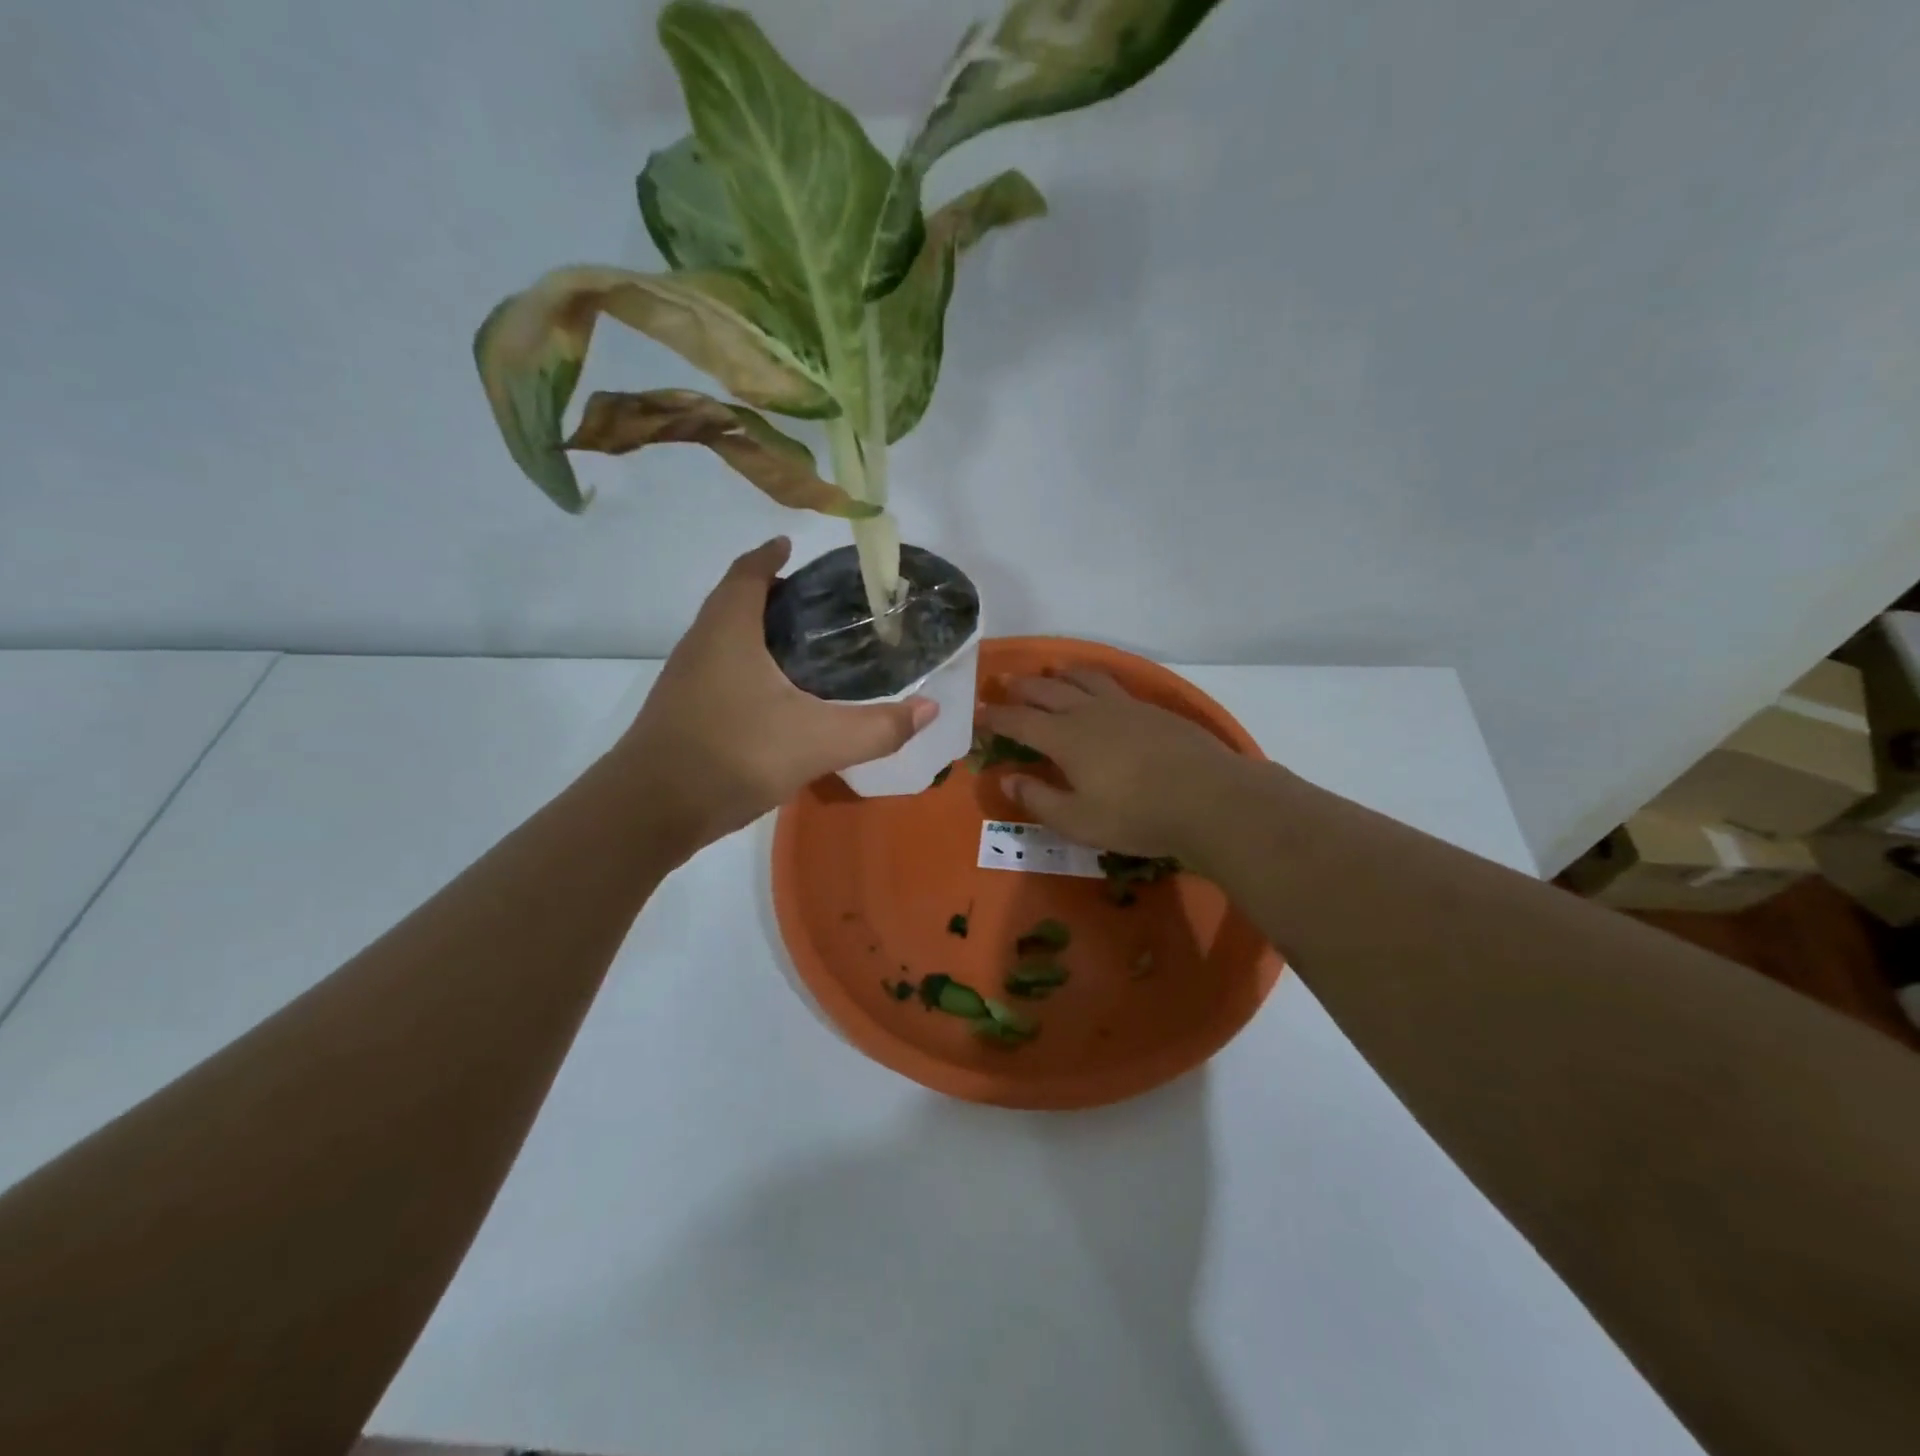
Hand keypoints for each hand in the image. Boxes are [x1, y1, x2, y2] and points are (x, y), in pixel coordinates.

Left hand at [615, 538, 935, 847]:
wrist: (650, 810)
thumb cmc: (734, 754)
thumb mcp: (819, 741)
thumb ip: (879, 727)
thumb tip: (930, 708)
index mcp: (730, 629)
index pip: (749, 572)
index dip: (772, 556)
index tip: (794, 548)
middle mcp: (701, 643)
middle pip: (735, 601)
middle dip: (772, 593)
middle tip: (820, 605)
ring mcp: (686, 679)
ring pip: (726, 638)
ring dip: (759, 631)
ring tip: (806, 648)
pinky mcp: (682, 711)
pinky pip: (721, 670)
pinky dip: (749, 666)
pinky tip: (777, 698)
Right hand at [980, 670, 1252, 858]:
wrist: (1208, 798)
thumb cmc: (1136, 815)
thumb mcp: (1077, 821)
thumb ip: (1039, 799)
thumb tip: (1008, 778)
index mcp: (1065, 738)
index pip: (1018, 721)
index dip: (994, 717)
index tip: (977, 714)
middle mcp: (1089, 712)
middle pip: (1047, 690)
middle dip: (1021, 688)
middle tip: (1003, 684)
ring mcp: (1124, 706)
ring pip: (1083, 679)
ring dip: (1060, 674)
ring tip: (1050, 671)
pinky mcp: (1152, 710)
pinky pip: (1112, 684)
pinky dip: (1094, 679)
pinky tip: (1099, 688)